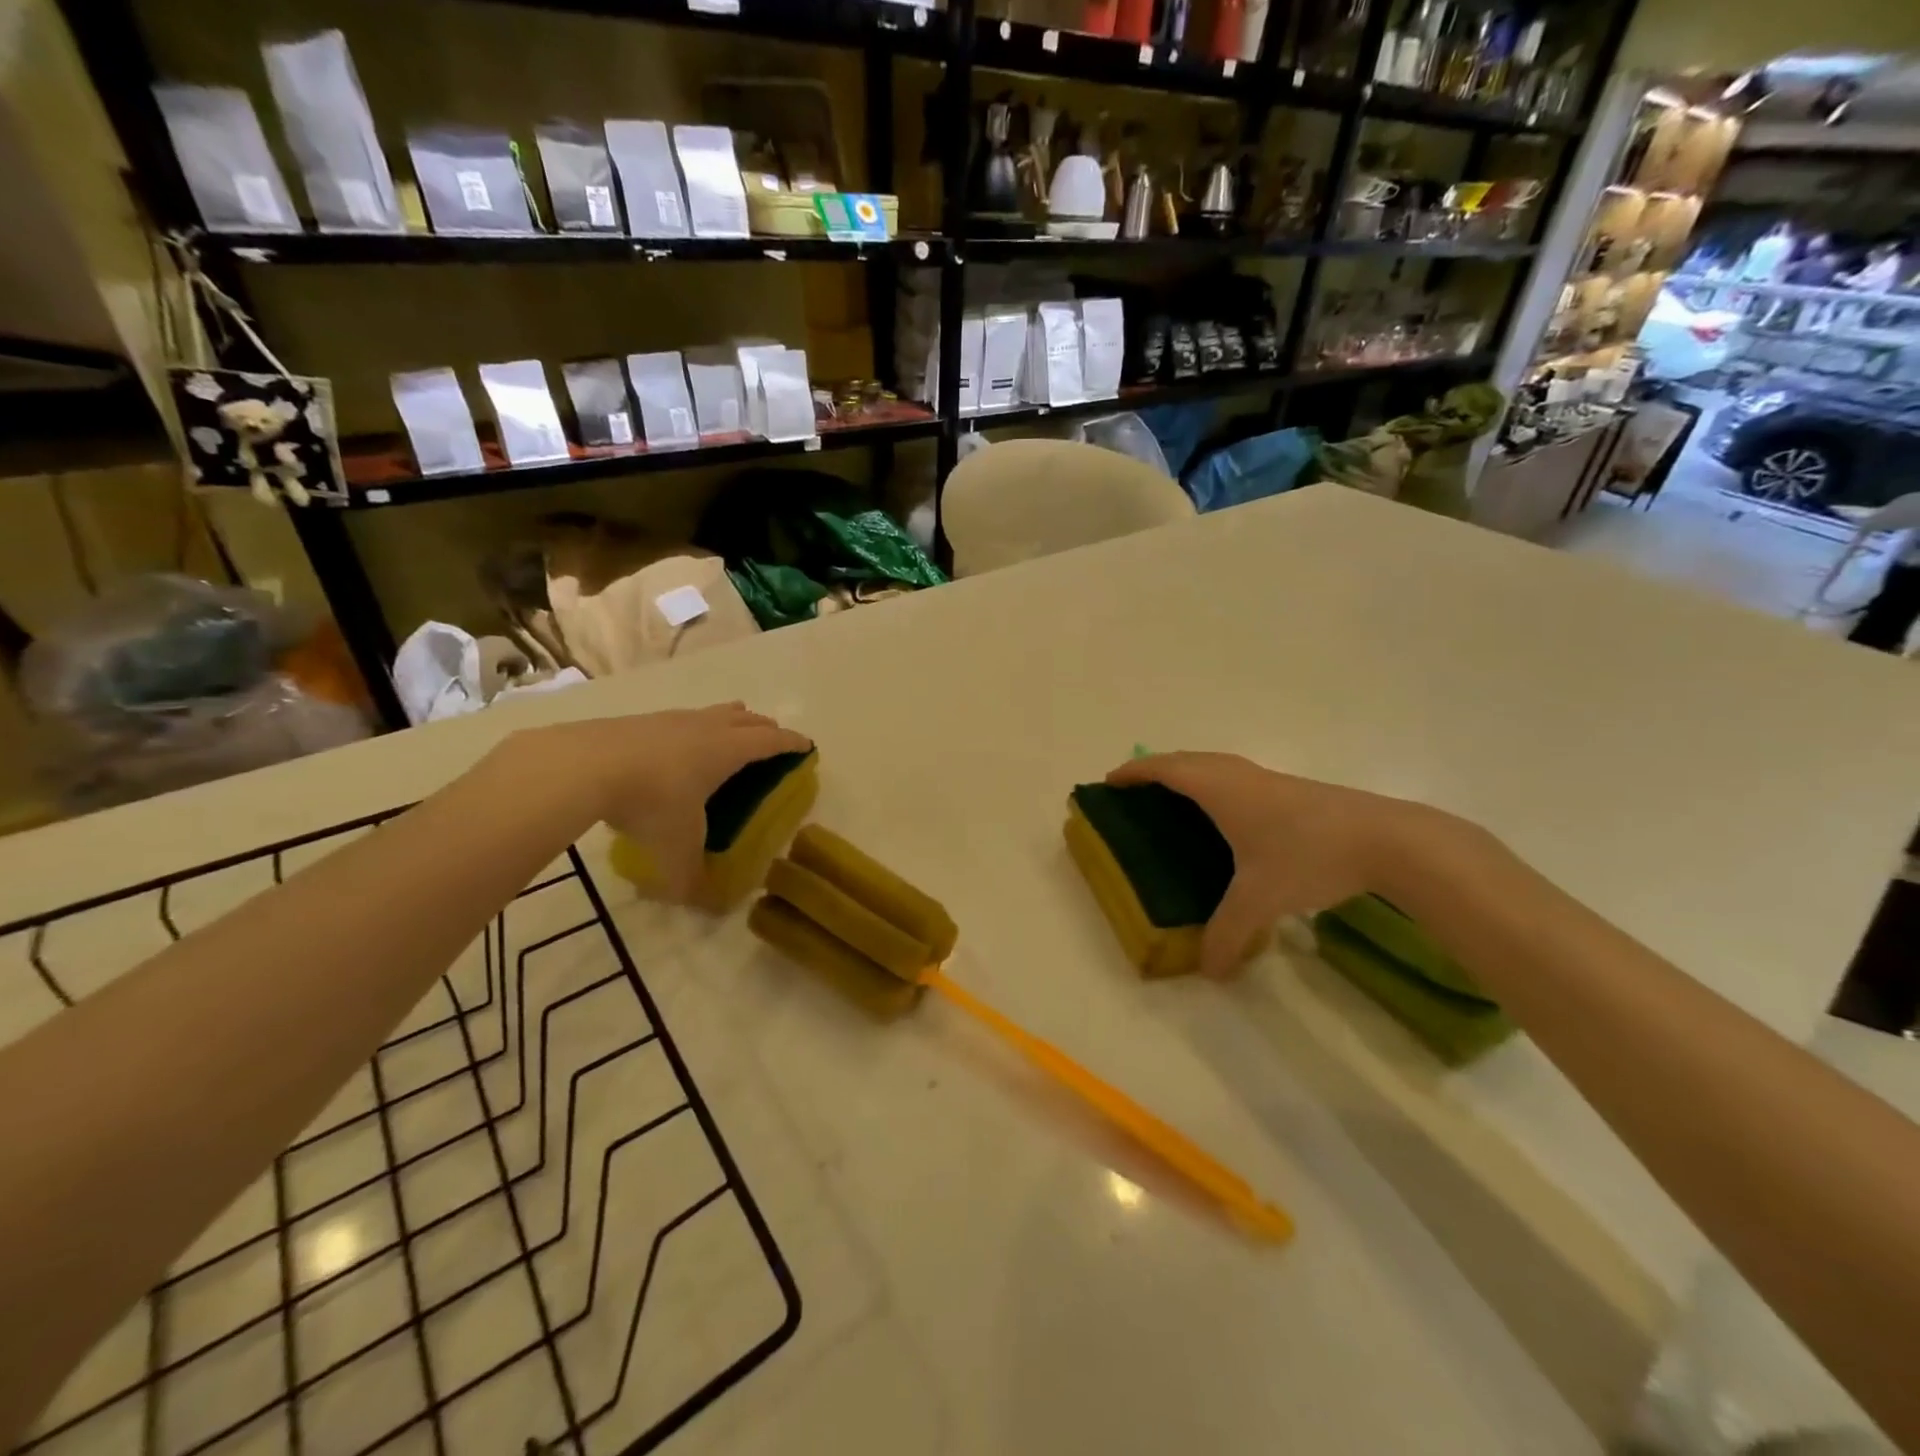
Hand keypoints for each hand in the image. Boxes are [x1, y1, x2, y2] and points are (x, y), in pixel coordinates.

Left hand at [517, 704, 810, 898]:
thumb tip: (705, 907)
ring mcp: (670, 720)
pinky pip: (679, 720)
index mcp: (727, 751)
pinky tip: (676, 745)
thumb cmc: (650, 802)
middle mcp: (705, 728)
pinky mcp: (638, 721)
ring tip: (732, 728)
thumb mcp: (676, 849)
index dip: (791, 743)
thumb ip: (692, 880)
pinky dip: (692, 727)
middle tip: (773, 737)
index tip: (807, 745)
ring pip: (712, 713)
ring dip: (729, 719)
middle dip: (764, 727)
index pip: (770, 741)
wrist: (584, 766)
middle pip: (746, 719)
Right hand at [1105, 752, 1451, 977]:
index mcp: (1220, 789)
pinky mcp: (1293, 791)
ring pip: (1216, 765)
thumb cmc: (1308, 855)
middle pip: (1188, 759)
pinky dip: (1216, 784)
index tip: (1109, 782)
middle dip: (1157, 769)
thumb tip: (1210, 973)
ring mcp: (1270, 780)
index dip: (1135, 773)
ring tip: (1176, 799)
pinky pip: (1238, 777)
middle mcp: (1240, 776)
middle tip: (1137, 792)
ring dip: (1189, 773)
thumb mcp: (1261, 899)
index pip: (1165, 769)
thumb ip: (1229, 934)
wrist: (1387, 840)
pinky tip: (1230, 817)